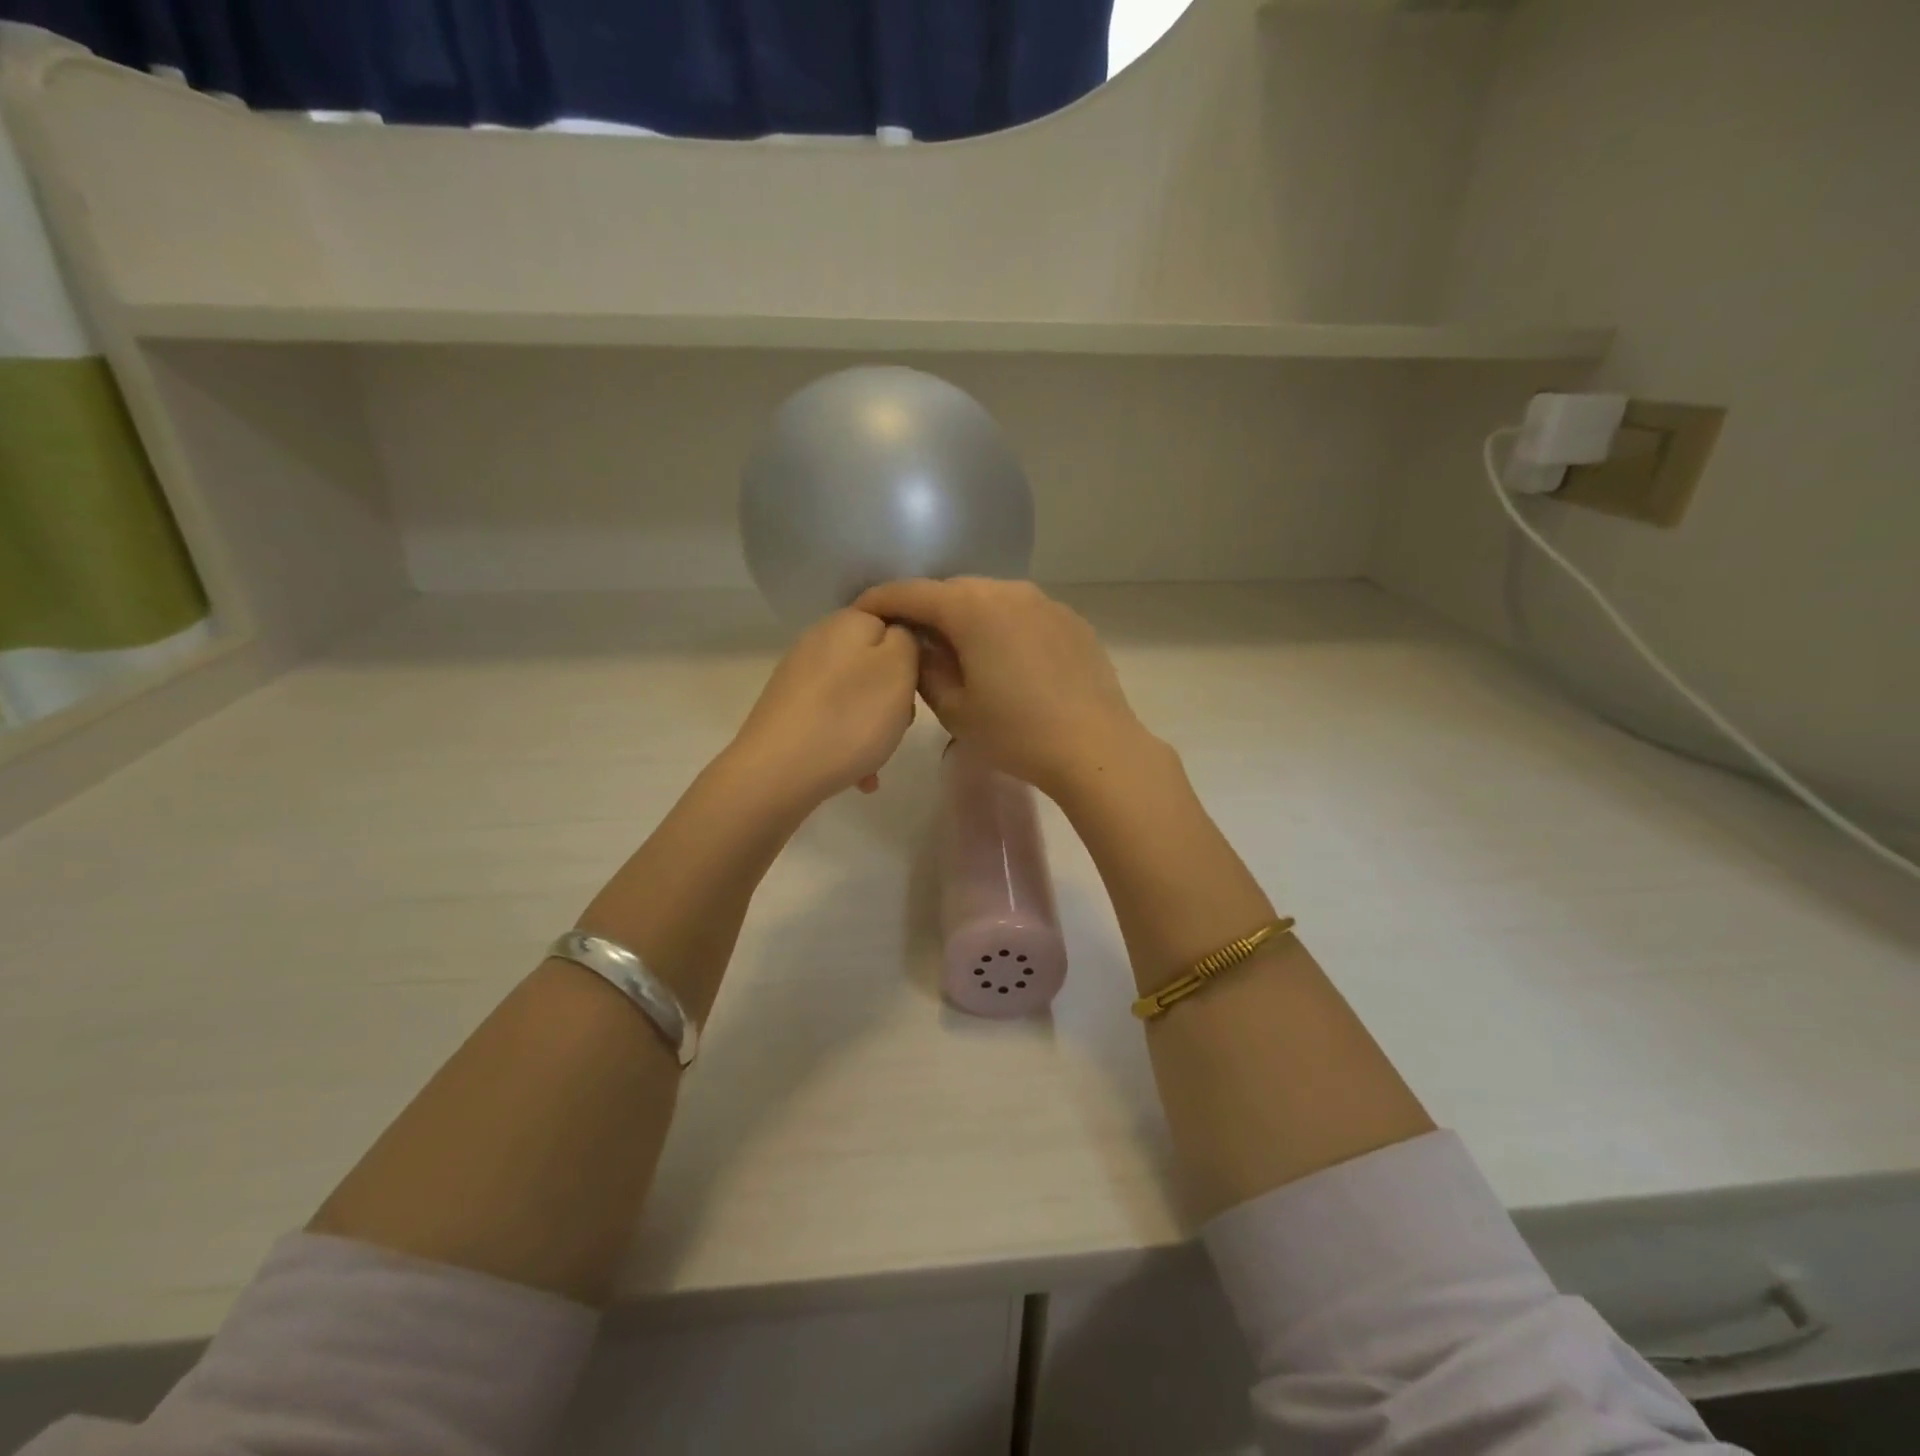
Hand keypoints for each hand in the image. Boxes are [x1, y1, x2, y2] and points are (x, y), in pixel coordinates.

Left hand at [730, 608, 918, 804]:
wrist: (777, 772)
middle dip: (892, 697)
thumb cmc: (851, 718)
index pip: (894, 624)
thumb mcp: (899, 670)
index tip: (915, 689)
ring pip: (855, 696)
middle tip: (898, 725)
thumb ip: (907, 641)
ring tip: (876, 759)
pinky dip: (848, 742)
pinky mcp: (787, 709)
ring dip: (873, 726)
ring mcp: (799, 676)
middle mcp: (819, 640)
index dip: (912, 657)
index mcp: (848, 622)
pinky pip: (832, 719)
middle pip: (875, 664)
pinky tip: (857, 775)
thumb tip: (896, 639)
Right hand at [853, 578, 1150, 800]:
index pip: (912, 592)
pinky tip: (1007, 660)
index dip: (881, 601)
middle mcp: (1008, 590)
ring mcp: (1045, 602)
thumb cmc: (1016, 733)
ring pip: (991, 599)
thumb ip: (925, 668)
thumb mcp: (955, 709)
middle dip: (927, 610)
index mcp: (972, 608)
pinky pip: (1023, 613)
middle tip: (913, 640)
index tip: (861, 612)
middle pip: (953, 590)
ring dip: (968, 618)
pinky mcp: (1071, 620)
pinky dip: (1003, 626)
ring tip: (960, 651)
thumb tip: (918, 645)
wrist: (1095, 748)